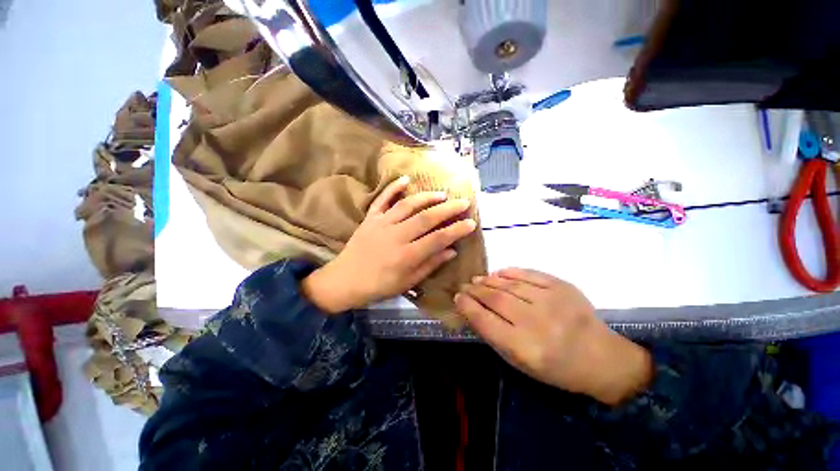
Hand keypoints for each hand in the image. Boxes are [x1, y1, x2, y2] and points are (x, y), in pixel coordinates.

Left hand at [302, 176, 476, 313]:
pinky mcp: (370, 218)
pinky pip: (382, 199)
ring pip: (408, 205)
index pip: (437, 239)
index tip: (471, 223)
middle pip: (426, 218)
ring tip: (442, 193)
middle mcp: (396, 236)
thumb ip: (430, 265)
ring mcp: (382, 224)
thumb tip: (451, 251)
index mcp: (406, 256)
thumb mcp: (407, 282)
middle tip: (464, 202)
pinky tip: (406, 179)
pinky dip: (393, 187)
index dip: (456, 230)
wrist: (345, 280)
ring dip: (427, 197)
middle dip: (448, 209)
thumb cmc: (379, 286)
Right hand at [455, 268, 652, 405]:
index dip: (467, 306)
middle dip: (475, 290)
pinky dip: (510, 272)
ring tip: (478, 279)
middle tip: (465, 286)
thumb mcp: (521, 362)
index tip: (457, 297)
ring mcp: (552, 301)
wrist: (602, 358)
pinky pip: (529, 274)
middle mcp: (536, 322)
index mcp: (524, 348)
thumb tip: (473, 310)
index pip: (485, 320)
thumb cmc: (556, 368)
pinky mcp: (562, 286)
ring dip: (489, 280)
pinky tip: (499, 273)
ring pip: (509, 284)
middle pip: (495, 298)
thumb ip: (494, 336)